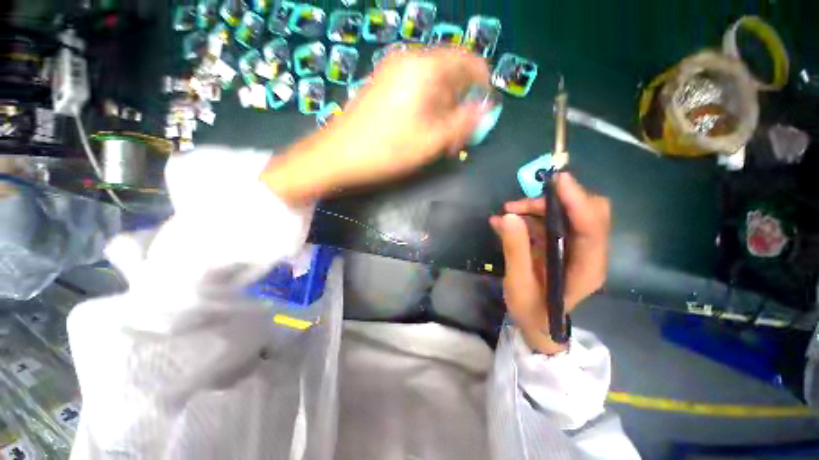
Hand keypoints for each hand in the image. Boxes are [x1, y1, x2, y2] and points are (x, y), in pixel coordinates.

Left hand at [261, 48, 489, 203]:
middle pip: (450, 75)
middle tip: (458, 137)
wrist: (337, 156)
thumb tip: (486, 109)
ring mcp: (393, 73)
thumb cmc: (386, 150)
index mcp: (424, 68)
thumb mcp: (431, 141)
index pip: (468, 61)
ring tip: (441, 141)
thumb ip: (463, 123)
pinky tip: (423, 132)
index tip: (484, 110)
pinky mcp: (383, 87)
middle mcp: (409, 62)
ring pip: (432, 86)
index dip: (482, 84)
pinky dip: (426, 111)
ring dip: (443, 112)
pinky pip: (415, 92)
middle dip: (460, 105)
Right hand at [490, 173, 610, 354]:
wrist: (537, 323)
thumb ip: (515, 250)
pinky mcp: (562, 244)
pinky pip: (550, 222)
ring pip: (566, 214)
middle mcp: (589, 253)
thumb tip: (508, 217)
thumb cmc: (531, 310)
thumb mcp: (518, 284)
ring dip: (536, 208)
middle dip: (552, 202)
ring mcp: (576, 248)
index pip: (591, 228)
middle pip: (586, 213)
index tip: (558, 180)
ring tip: (506, 212)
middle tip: (517, 205)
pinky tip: (505, 222)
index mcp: (586, 268)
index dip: (577, 201)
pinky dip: (529, 217)